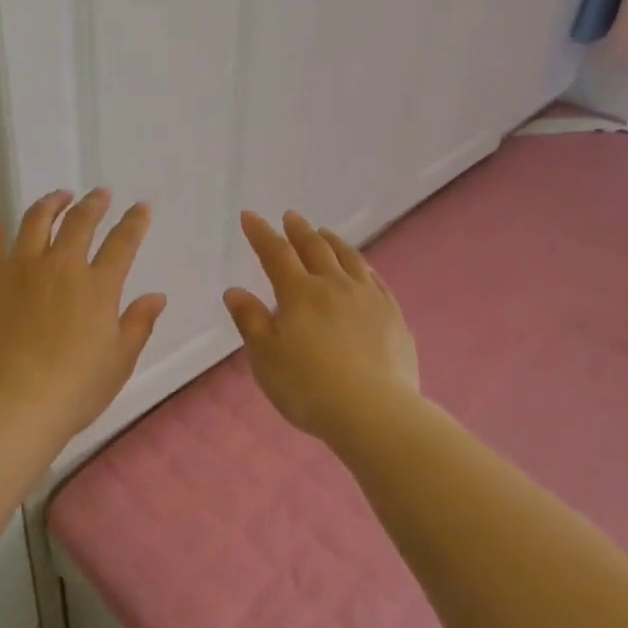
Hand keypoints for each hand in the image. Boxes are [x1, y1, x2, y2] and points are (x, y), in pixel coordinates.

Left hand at [0, 188, 165, 444]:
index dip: (134, 221)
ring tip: (58, 196)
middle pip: (80, 222)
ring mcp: (21, 268)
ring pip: (36, 221)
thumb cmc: (75, 389)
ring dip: (51, 203)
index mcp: (98, 286)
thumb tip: (156, 296)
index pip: (123, 242)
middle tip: (100, 194)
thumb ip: (138, 324)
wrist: (14, 403)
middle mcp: (61, 266)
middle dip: (94, 204)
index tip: (141, 207)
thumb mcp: (119, 361)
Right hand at [224, 210, 419, 442]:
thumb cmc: (308, 388)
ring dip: (333, 242)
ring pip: (349, 259)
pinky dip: (362, 267)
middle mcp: (334, 286)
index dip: (261, 233)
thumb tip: (235, 291)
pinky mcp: (393, 316)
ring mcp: (368, 299)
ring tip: (324, 233)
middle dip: (299, 230)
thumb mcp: (266, 359)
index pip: (275, 254)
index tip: (250, 216)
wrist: (374, 412)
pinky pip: (376, 280)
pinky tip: (361, 269)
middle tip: (291, 216)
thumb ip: (251, 321)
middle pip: (315, 248)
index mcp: (299, 294)